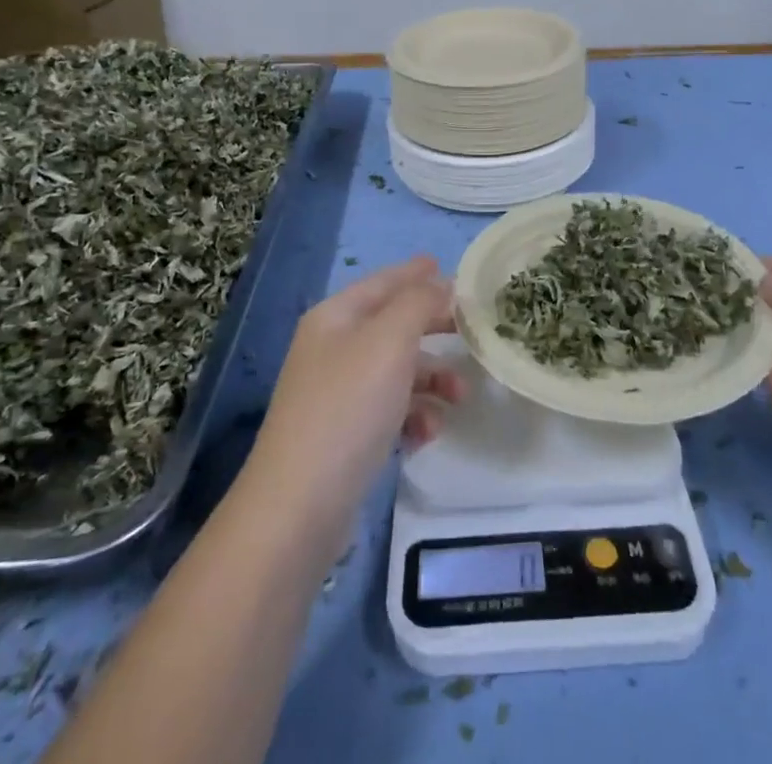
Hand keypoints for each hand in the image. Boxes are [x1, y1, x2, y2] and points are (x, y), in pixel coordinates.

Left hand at [244, 256, 465, 538]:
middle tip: (471, 329)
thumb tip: (439, 283)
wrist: (299, 505)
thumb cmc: (348, 407)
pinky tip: (428, 434)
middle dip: (432, 328)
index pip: (383, 283)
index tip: (446, 267)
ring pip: (396, 370)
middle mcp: (333, 348)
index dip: (415, 273)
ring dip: (431, 378)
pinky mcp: (344, 436)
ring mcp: (336, 393)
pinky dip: (413, 415)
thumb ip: (418, 303)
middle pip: (392, 325)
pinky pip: (389, 410)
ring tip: (459, 397)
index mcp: (336, 317)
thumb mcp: (389, 341)